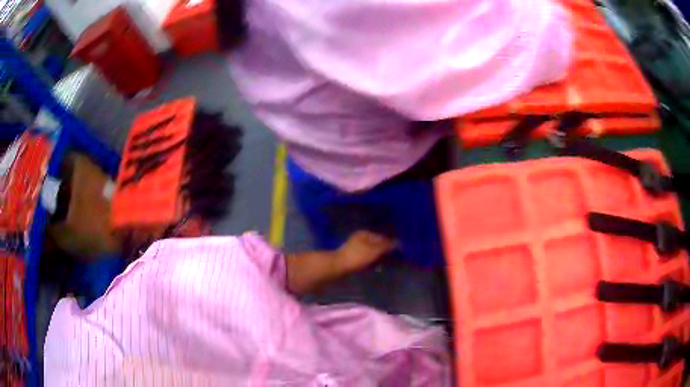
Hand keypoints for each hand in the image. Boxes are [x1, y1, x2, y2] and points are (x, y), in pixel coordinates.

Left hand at [336, 231, 395, 273]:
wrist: (338, 267)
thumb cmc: (357, 257)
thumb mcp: (374, 250)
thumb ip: (386, 246)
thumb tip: (399, 242)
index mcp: (365, 233)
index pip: (382, 237)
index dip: (391, 244)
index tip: (399, 252)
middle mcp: (360, 238)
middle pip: (377, 244)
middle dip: (385, 251)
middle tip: (394, 259)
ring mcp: (356, 247)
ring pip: (372, 251)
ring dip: (379, 257)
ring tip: (386, 264)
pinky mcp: (353, 257)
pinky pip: (367, 258)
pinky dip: (372, 261)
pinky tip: (376, 267)